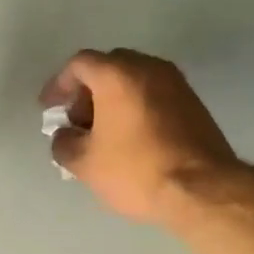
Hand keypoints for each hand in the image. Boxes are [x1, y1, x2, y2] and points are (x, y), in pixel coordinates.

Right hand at [39, 48, 239, 225]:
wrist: (203, 189)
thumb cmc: (136, 170)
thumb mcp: (85, 164)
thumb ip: (64, 143)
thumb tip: (65, 136)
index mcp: (117, 74)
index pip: (79, 64)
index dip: (59, 84)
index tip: (50, 108)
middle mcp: (149, 68)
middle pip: (108, 67)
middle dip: (87, 91)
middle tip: (77, 121)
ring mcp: (176, 83)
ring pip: (134, 80)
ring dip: (113, 100)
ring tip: (103, 134)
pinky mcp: (194, 103)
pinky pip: (154, 94)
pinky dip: (136, 107)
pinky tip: (130, 139)